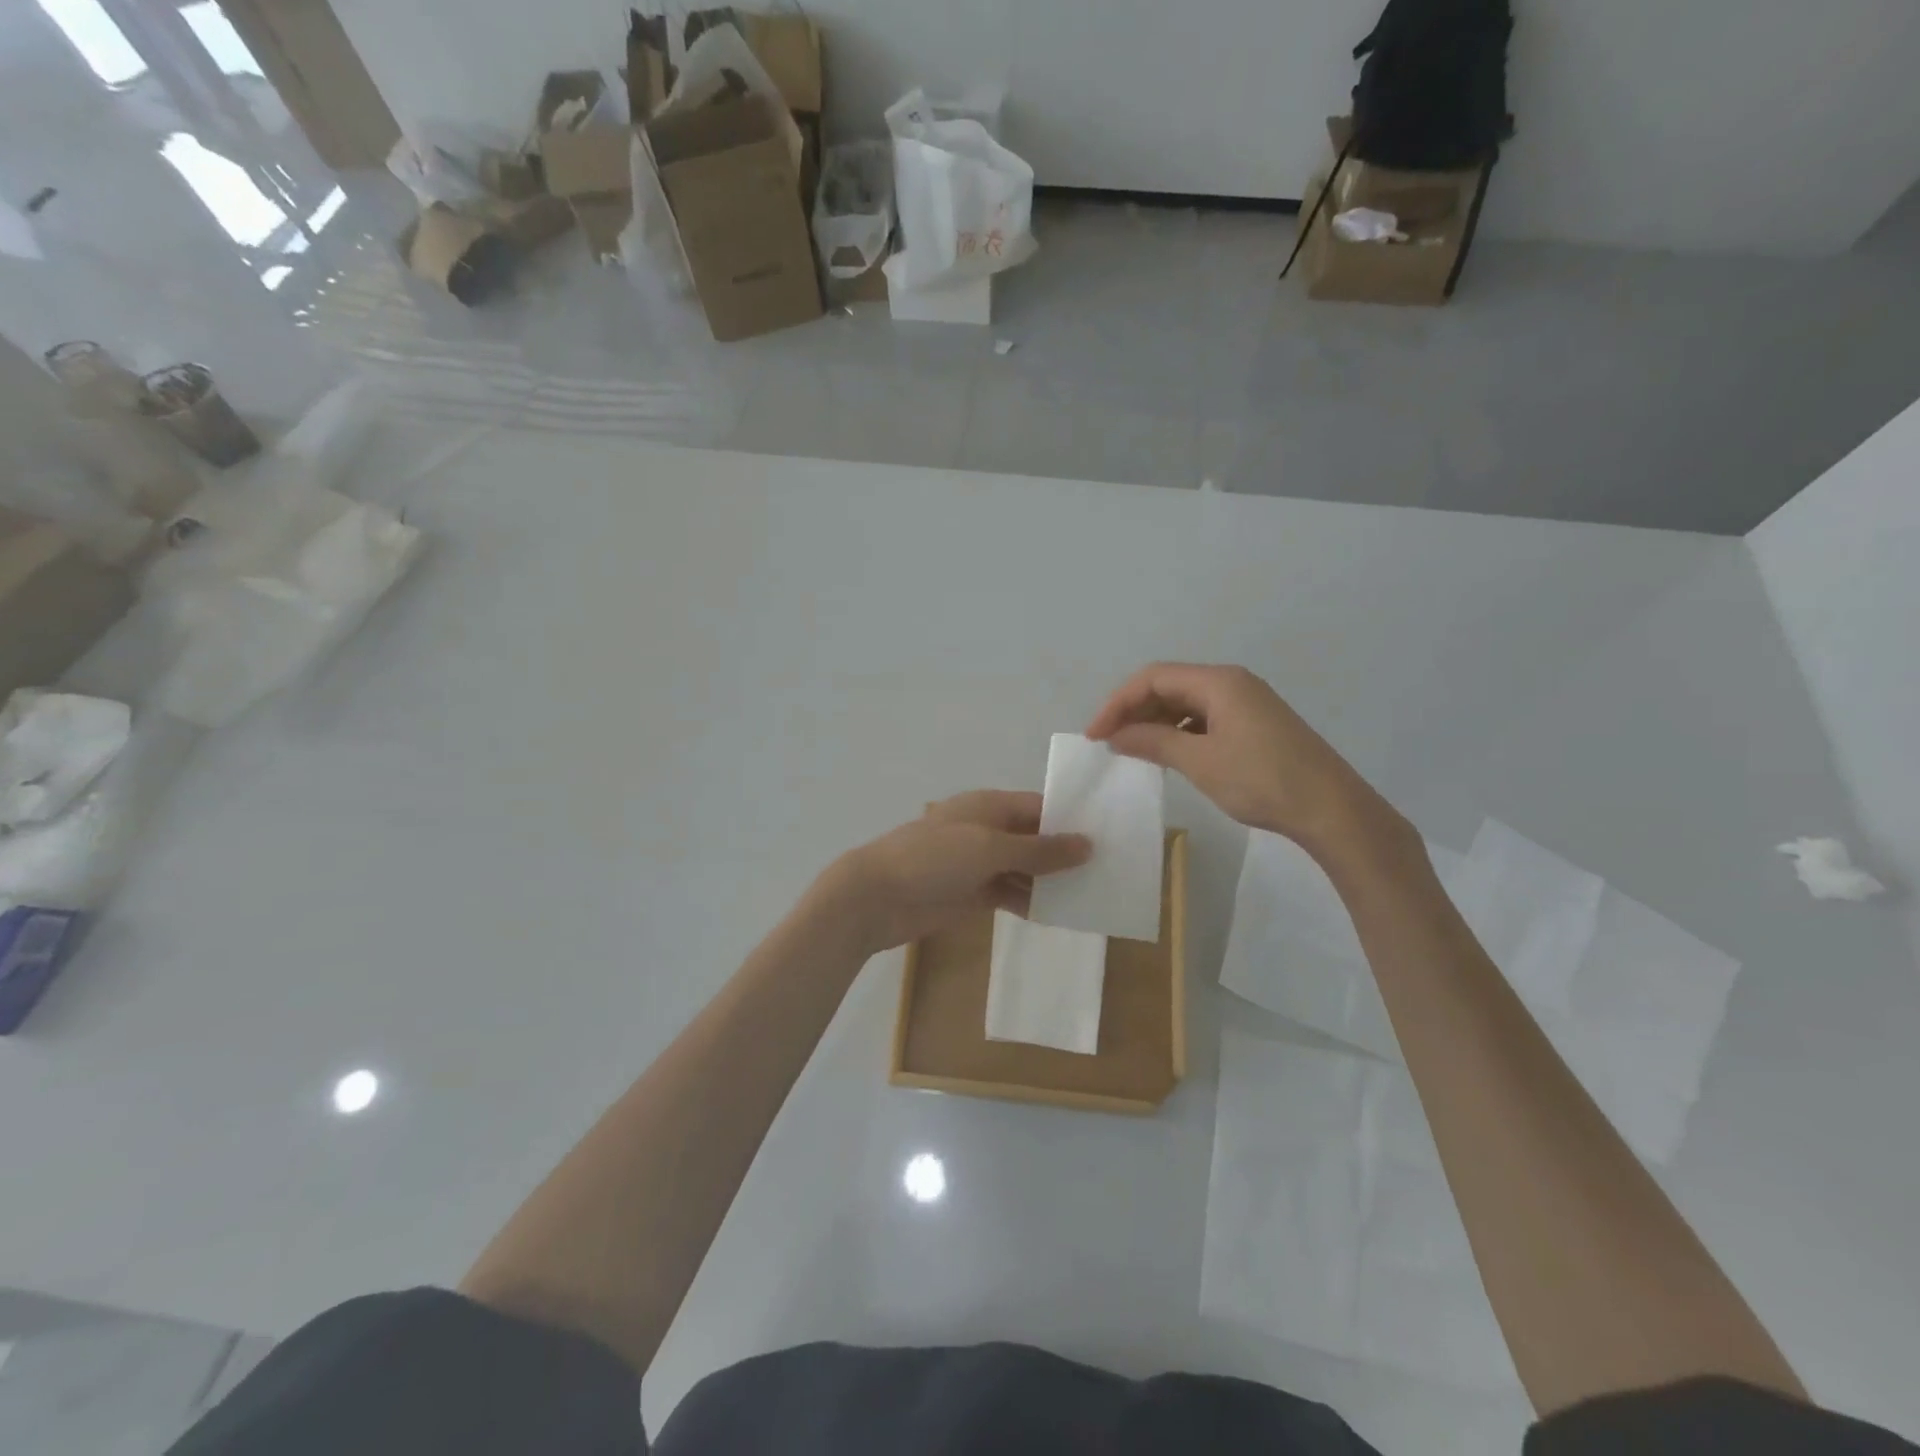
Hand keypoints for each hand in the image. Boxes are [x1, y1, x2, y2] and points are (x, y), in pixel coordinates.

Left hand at [820, 791, 1091, 955]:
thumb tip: (1087, 844)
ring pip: (1025, 869)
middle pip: (1035, 839)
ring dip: (1052, 882)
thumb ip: (1039, 849)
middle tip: (1111, 870)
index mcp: (990, 806)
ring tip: (1094, 895)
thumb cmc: (934, 859)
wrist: (877, 897)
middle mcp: (987, 830)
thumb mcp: (990, 848)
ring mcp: (979, 864)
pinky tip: (1059, 915)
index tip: (1111, 835)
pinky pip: (1010, 894)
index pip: (1040, 806)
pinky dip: (1031, 903)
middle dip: (1066, 854)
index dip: (1072, 820)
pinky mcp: (972, 894)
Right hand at [1085, 662, 1400, 856]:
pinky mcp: (1255, 724)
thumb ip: (1153, 742)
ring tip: (1133, 750)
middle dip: (1134, 710)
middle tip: (1109, 743)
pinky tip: (1169, 754)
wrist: (1332, 809)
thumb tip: (1116, 735)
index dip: (1117, 702)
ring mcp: (1247, 703)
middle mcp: (1232, 683)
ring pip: (1186, 703)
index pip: (1153, 678)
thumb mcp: (1200, 762)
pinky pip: (1205, 718)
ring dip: (1155, 722)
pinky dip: (1179, 732)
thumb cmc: (1262, 780)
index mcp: (1218, 682)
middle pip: (1169, 685)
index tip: (1095, 734)